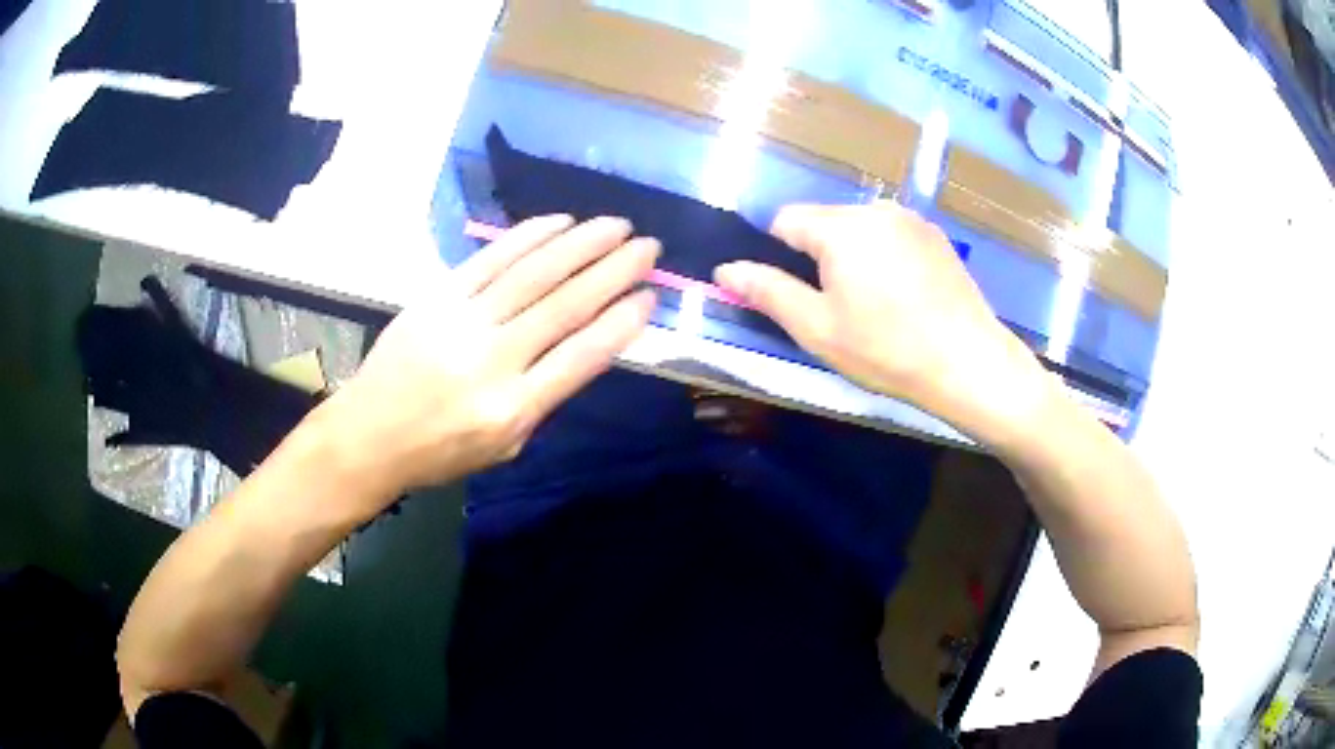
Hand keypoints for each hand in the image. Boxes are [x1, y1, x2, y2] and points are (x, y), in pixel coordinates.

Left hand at [314, 215, 658, 511]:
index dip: (622, 322)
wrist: (369, 434)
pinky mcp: (437, 297)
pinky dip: (528, 237)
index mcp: (513, 409)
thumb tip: (586, 345)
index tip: (651, 296)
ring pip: (532, 274)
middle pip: (564, 305)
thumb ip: (545, 397)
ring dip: (580, 244)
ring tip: (617, 225)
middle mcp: (491, 361)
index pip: (582, 356)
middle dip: (614, 270)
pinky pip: (490, 259)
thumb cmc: (441, 451)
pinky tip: (559, 222)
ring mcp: (461, 322)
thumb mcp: (505, 446)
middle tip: (648, 246)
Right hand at [714, 201, 1048, 441]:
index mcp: (840, 227)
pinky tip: (902, 295)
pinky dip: (884, 256)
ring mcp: (910, 219)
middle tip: (836, 307)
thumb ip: (768, 292)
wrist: (968, 362)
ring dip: (852, 255)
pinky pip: (891, 235)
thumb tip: (725, 269)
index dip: (778, 254)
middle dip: (818, 255)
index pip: (785, 220)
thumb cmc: (886, 350)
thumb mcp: (818, 328)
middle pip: (823, 221)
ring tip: (873, 303)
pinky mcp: (935, 235)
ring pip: (858, 227)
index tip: (796, 294)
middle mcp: (874, 209)